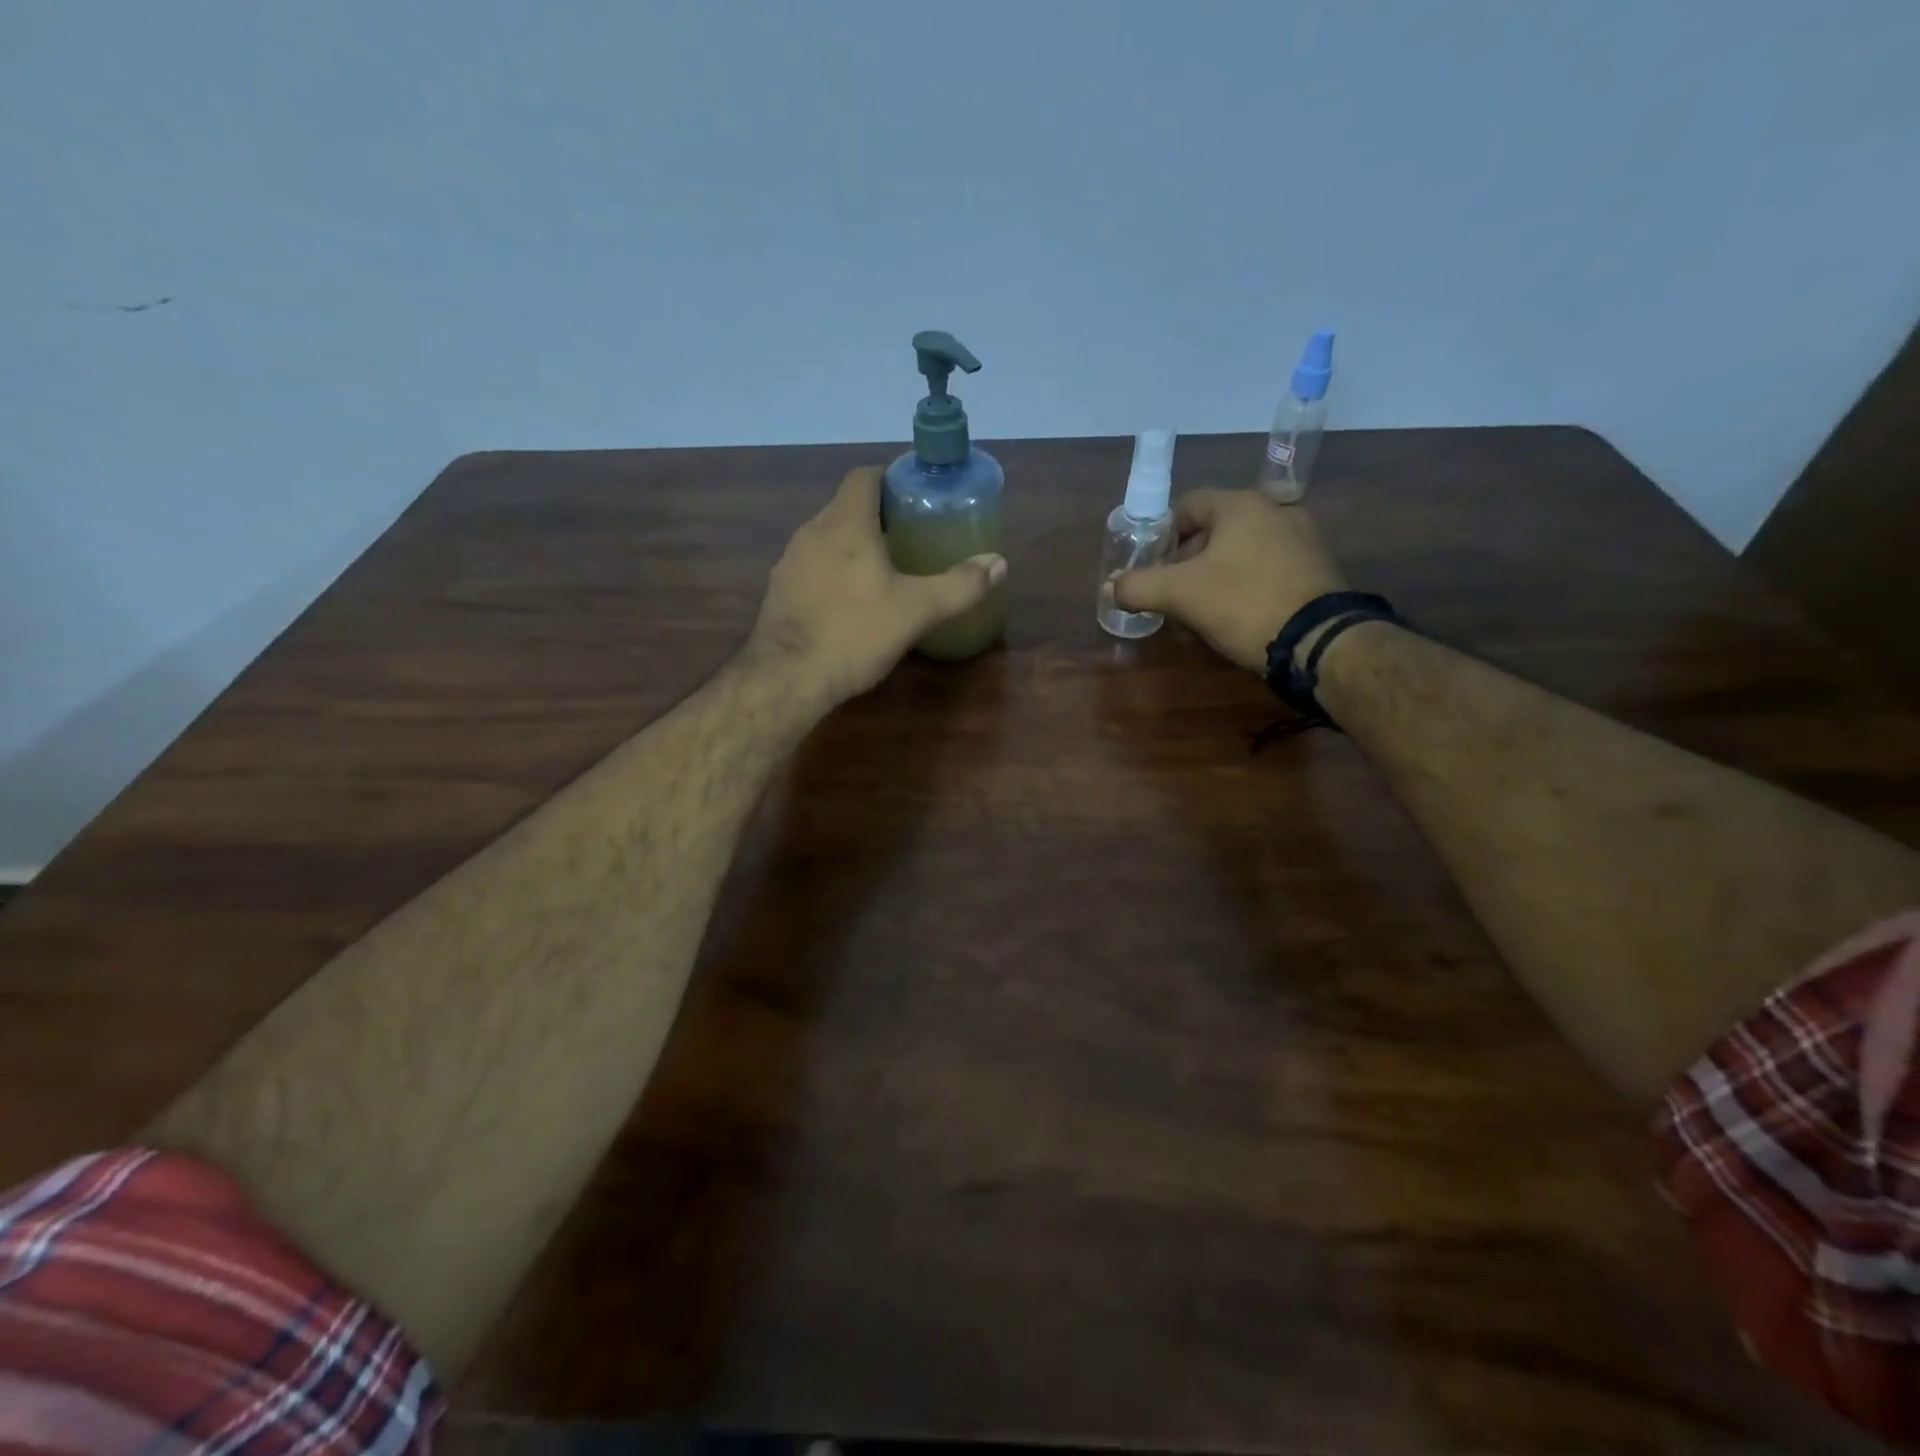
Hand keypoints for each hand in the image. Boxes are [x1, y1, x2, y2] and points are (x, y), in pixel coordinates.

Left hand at [745, 467, 1006, 707]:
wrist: (787, 678)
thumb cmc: (854, 633)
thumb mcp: (917, 610)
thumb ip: (960, 585)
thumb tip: (999, 564)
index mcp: (846, 523)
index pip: (864, 476)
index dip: (891, 478)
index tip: (916, 496)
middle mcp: (812, 531)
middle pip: (846, 506)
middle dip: (878, 516)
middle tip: (911, 536)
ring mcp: (790, 562)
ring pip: (827, 538)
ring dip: (854, 545)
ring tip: (885, 569)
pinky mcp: (779, 591)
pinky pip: (812, 566)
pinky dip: (834, 571)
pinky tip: (851, 601)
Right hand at [1114, 488, 1345, 671]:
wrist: (1319, 640)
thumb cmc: (1243, 603)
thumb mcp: (1180, 595)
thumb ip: (1138, 586)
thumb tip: (1111, 586)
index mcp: (1240, 504)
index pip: (1186, 505)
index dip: (1161, 534)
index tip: (1150, 565)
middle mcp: (1275, 510)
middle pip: (1215, 527)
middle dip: (1188, 558)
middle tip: (1172, 590)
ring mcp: (1302, 538)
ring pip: (1242, 548)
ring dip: (1217, 572)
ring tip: (1202, 606)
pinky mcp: (1318, 568)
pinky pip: (1268, 566)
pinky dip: (1246, 582)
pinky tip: (1238, 612)